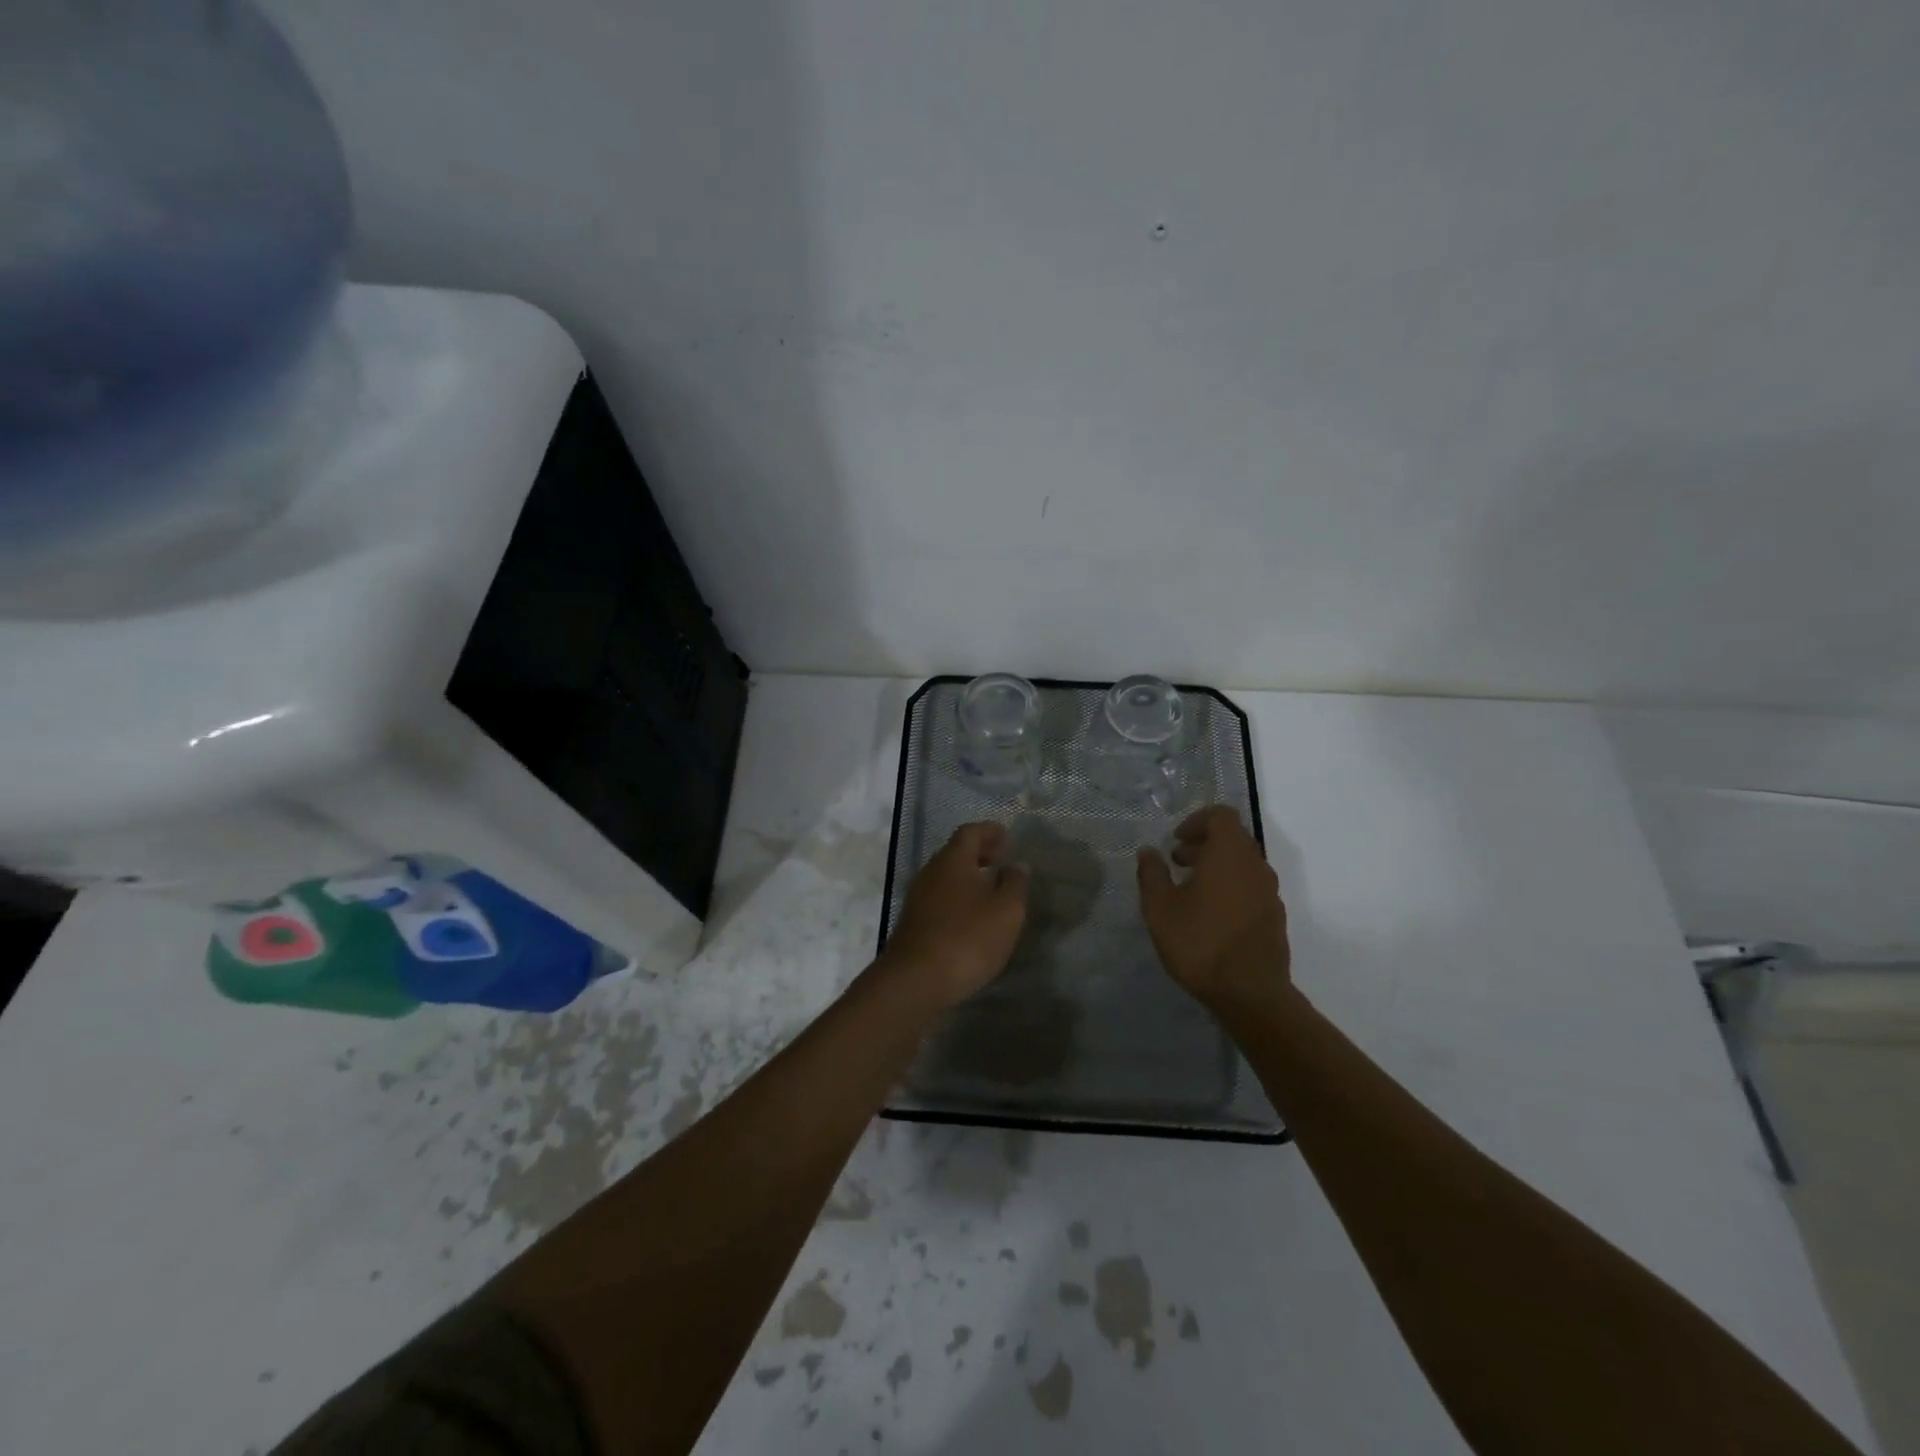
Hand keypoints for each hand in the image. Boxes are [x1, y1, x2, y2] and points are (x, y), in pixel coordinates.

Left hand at [882, 822, 1029, 1007]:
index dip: (989, 831)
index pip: (970, 832)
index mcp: (953, 860)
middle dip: (979, 854)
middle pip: (956, 853)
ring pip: (946, 877)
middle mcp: (931, 872)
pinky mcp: (913, 922)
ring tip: (991, 891)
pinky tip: (972, 917)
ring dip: (968, 878)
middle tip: (1001, 861)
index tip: (1007, 837)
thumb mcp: (1006, 911)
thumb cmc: (967, 937)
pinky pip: (940, 898)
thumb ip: (1015, 884)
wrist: (916, 979)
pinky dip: (958, 898)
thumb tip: (1016, 865)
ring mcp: (918, 897)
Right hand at [1137, 805, 1289, 1012]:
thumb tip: (1148, 851)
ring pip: (1243, 863)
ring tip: (1190, 889)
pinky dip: (1230, 886)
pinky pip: (1251, 886)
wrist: (1250, 994)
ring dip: (1217, 866)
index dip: (1196, 821)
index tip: (1175, 841)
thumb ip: (1152, 874)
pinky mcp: (1274, 916)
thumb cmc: (1200, 943)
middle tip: (1177, 862)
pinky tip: (1210, 914)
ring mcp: (1270, 892)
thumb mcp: (1160, 908)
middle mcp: (1255, 866)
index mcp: (1229, 854)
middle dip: (1203, 844)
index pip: (1221, 815)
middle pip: (1233, 838)